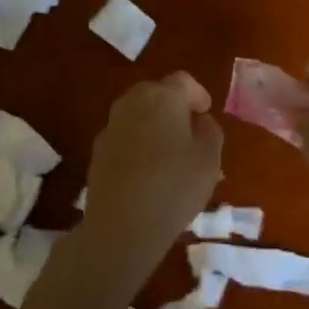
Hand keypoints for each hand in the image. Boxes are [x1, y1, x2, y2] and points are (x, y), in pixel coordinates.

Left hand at [81, 73, 222, 267]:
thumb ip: (210, 131)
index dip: (199, 95)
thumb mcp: (210, 158)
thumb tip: (200, 121)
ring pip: (137, 115)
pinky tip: (148, 171)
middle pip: (156, 94)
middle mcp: (132, 103)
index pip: (184, 82)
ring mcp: (110, 127)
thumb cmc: (175, 186)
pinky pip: (124, 137)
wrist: (122, 226)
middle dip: (174, 106)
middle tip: (190, 130)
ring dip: (154, 125)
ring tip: (170, 152)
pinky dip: (138, 144)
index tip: (207, 113)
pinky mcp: (97, 152)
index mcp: (163, 96)